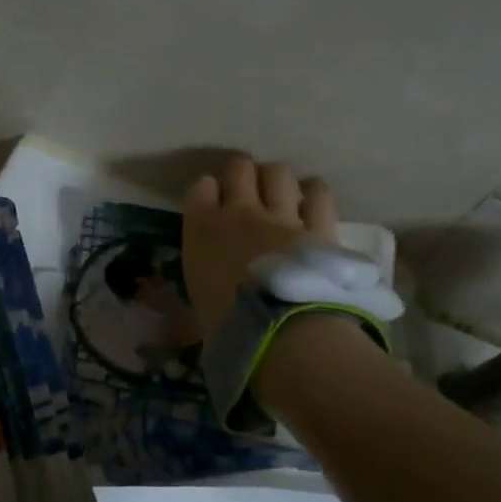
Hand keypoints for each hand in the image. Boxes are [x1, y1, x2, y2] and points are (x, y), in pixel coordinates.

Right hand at [182, 154, 336, 339]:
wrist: (281, 334)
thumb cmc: (227, 326)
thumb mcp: (193, 313)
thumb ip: (190, 300)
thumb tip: (182, 319)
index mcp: (202, 228)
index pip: (200, 187)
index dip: (207, 191)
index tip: (211, 205)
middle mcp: (240, 212)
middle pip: (239, 167)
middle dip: (241, 174)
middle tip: (246, 192)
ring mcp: (282, 216)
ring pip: (278, 172)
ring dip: (277, 180)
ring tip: (280, 195)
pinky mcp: (319, 228)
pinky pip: (318, 194)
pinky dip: (313, 194)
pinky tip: (311, 204)